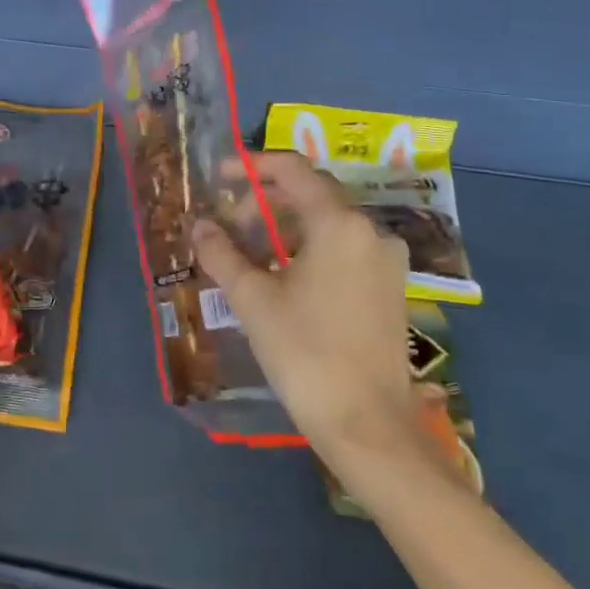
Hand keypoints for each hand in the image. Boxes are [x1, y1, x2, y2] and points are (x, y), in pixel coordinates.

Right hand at [192, 152, 442, 500]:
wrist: (366, 423)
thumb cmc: (304, 352)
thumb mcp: (252, 299)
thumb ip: (221, 253)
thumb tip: (199, 224)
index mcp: (339, 224)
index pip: (293, 170)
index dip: (253, 166)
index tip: (221, 176)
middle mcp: (370, 231)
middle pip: (313, 194)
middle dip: (266, 199)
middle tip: (229, 221)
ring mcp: (386, 261)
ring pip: (329, 222)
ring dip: (287, 225)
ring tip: (249, 249)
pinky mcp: (390, 288)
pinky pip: (345, 248)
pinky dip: (310, 247)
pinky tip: (284, 273)